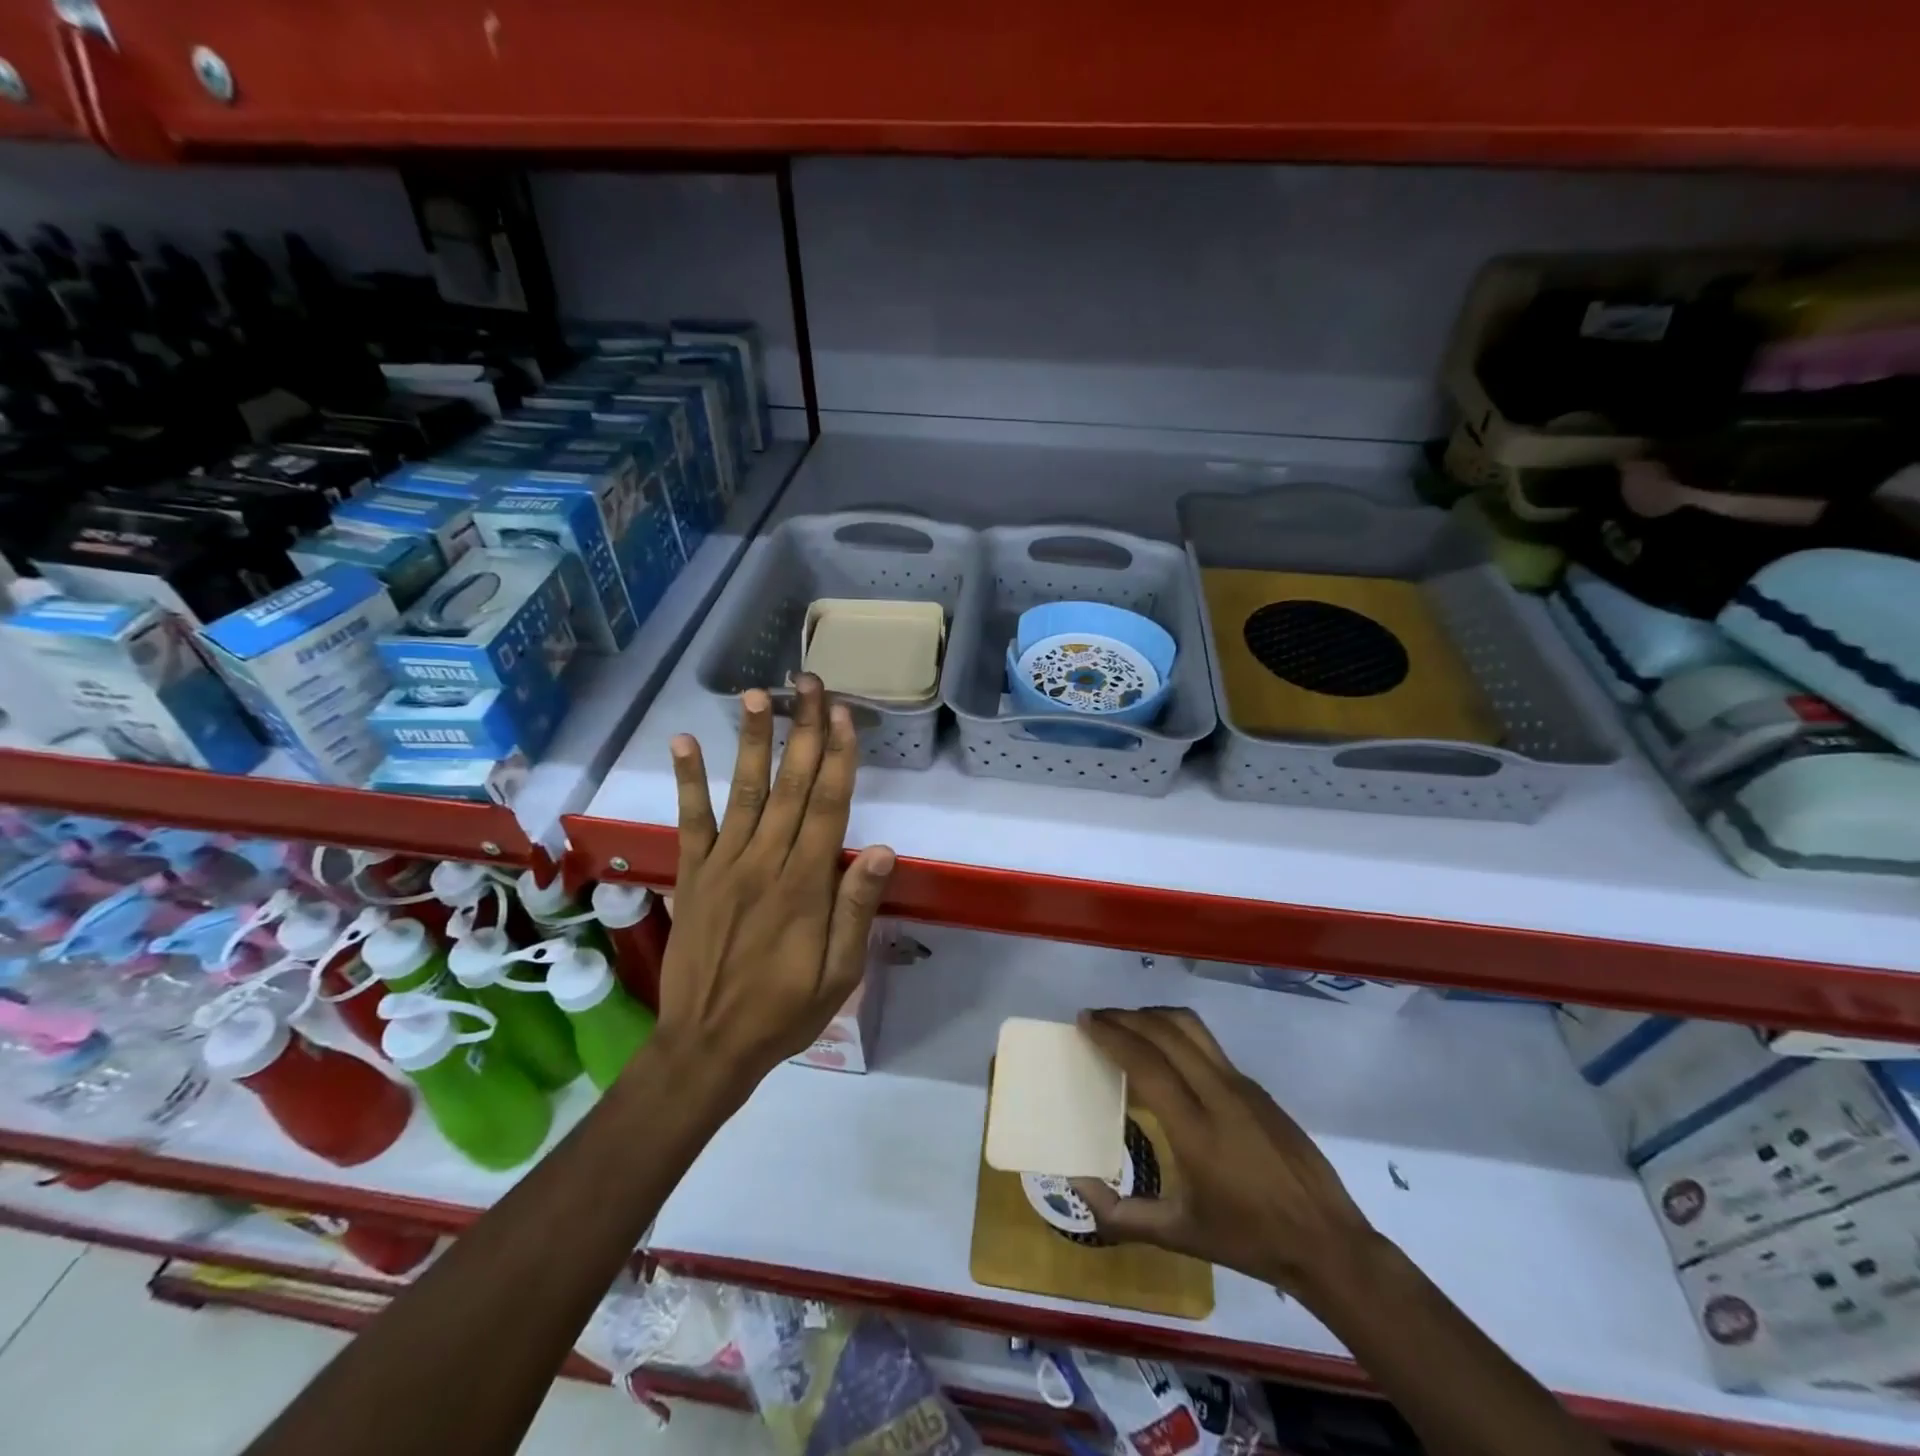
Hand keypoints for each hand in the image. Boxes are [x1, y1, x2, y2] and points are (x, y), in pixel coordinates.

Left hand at [657, 675, 894, 1094]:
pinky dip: (687, 781)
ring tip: (756, 695)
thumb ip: (856, 909)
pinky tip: (684, 742)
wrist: (707, 1045)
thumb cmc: (785, 1011)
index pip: (828, 806)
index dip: (838, 757)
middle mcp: (765, 862)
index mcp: (805, 885)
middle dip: (803, 730)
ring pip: (744, 791)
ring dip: (752, 741)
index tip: (842, 714)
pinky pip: (691, 821)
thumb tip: (883, 850)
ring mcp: (724, 865)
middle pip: (791, 785)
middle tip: (808, 683)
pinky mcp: (693, 874)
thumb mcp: (839, 974)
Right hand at [1071, 1007, 1377, 1296]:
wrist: (1326, 1242)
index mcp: (1196, 1130)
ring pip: (1191, 1027)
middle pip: (1166, 1031)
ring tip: (1126, 1024)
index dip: (1112, 1035)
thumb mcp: (1178, 1236)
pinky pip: (1208, 1044)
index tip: (1085, 1022)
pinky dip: (1175, 1032)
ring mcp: (1242, 1085)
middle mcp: (1219, 1094)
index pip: (1146, 1063)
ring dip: (1153, 1016)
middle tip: (1096, 1018)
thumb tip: (1077, 1186)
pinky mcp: (1256, 1086)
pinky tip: (1164, 1052)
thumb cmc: (1248, 1240)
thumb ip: (1121, 1214)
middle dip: (1125, 1017)